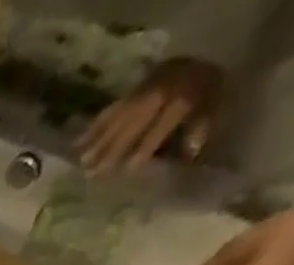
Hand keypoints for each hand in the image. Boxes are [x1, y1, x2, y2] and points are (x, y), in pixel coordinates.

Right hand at [79, 58, 224, 173]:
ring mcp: (145, 87)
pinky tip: (79, 142)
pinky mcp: (135, 88)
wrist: (205, 64)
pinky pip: (113, 108)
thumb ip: (201, 130)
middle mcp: (161, 89)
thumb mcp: (215, 109)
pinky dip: (95, 126)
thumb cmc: (209, 96)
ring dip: (99, 139)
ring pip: (120, 115)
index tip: (129, 169)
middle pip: (134, 121)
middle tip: (93, 172)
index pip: (162, 122)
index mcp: (183, 96)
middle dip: (114, 147)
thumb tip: (190, 152)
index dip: (147, 144)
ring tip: (82, 162)